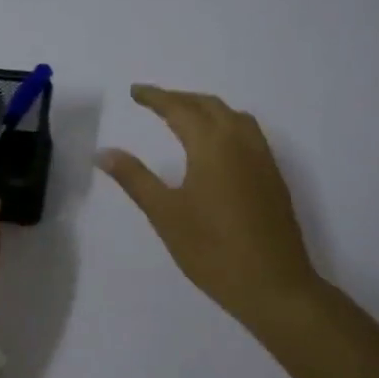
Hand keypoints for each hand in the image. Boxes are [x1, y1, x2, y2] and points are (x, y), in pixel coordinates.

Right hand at [99, 86, 321, 332]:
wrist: (274, 286)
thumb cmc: (212, 250)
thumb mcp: (165, 214)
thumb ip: (135, 178)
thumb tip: (104, 152)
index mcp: (212, 145)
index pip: (180, 108)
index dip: (155, 97)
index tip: (135, 92)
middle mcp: (241, 142)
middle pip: (209, 105)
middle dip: (180, 98)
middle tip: (154, 102)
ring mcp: (262, 158)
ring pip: (233, 116)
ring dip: (206, 108)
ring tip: (184, 117)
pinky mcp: (273, 177)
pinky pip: (248, 133)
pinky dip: (226, 124)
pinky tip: (216, 146)